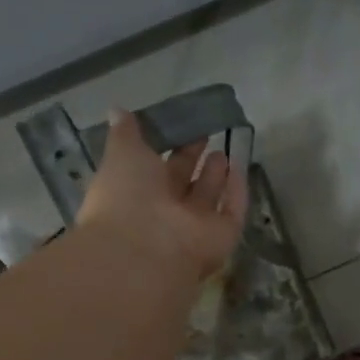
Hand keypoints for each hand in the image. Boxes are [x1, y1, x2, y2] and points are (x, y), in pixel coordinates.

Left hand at [76, 110, 247, 280]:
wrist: (147, 249)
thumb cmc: (127, 197)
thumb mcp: (121, 154)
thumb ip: (124, 133)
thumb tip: (118, 110)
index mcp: (136, 194)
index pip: (153, 168)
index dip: (166, 146)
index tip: (178, 124)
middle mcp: (165, 213)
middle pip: (182, 184)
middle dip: (192, 160)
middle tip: (205, 133)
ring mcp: (194, 228)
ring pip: (207, 199)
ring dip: (215, 177)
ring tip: (223, 151)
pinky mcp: (221, 237)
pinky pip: (233, 212)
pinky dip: (237, 192)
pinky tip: (241, 167)